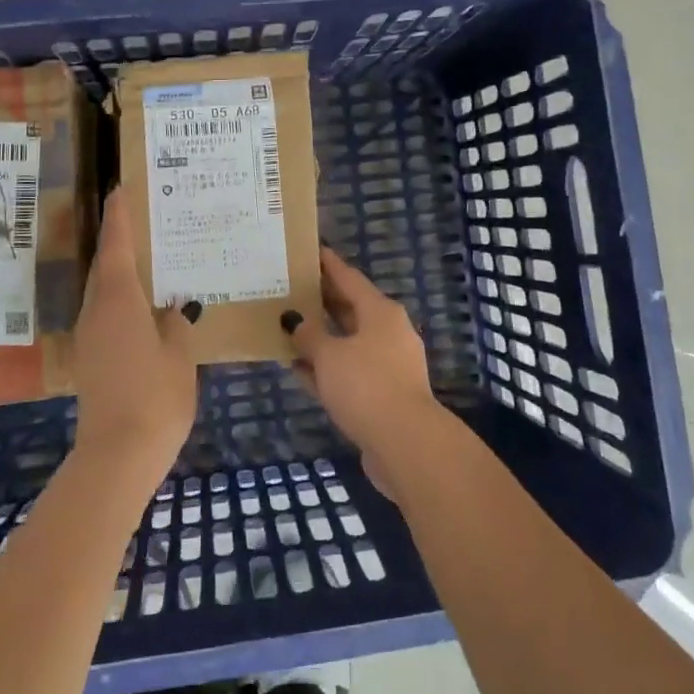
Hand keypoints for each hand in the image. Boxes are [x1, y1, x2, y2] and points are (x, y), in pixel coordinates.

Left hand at [68, 188, 199, 492]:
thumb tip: (173, 310)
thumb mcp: (179, 354)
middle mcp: (96, 310)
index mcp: (118, 299)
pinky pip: (105, 314)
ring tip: (150, 261)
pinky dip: (121, 300)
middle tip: (145, 222)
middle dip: (119, 241)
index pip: (117, 246)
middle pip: (105, 265)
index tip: (120, 189)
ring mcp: (89, 336)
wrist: (117, 454)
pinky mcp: (90, 359)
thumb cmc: (155, 395)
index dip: (119, 217)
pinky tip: (144, 308)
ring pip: (103, 291)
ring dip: (120, 272)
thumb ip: (176, 323)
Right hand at [281, 248, 443, 470]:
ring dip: (320, 338)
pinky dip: (326, 368)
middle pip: (350, 309)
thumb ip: (308, 335)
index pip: (349, 278)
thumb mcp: (329, 355)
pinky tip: (298, 368)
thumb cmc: (366, 385)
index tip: (310, 250)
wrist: (405, 444)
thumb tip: (294, 320)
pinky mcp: (382, 395)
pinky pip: (348, 372)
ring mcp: (388, 365)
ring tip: (288, 328)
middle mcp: (388, 333)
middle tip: (290, 288)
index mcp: (380, 312)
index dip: (328, 264)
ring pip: (347, 343)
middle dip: (321, 300)